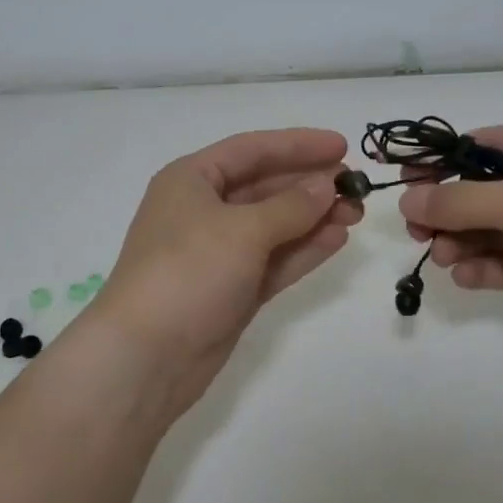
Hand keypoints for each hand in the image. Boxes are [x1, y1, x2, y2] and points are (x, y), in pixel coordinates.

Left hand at [89, 128, 360, 418]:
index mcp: (191, 180)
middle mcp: (203, 210)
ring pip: (274, 225)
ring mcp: (218, 253)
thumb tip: (326, 185)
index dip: (298, 145)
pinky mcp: (232, 289)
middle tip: (357, 185)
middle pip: (265, 186)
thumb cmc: (188, 272)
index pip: (252, 150)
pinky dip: (303, 249)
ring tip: (356, 213)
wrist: (146, 357)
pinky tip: (337, 239)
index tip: (343, 145)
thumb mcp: (243, 230)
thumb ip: (291, 206)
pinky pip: (274, 259)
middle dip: (310, 184)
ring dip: (313, 217)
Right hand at [399, 122, 502, 363]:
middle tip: (416, 233)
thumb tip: (405, 198)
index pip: (480, 146)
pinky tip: (467, 278)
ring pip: (493, 230)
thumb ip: (460, 201)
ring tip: (444, 259)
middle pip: (482, 191)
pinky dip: (487, 268)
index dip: (440, 164)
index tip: (404, 186)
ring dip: (464, 242)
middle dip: (449, 211)